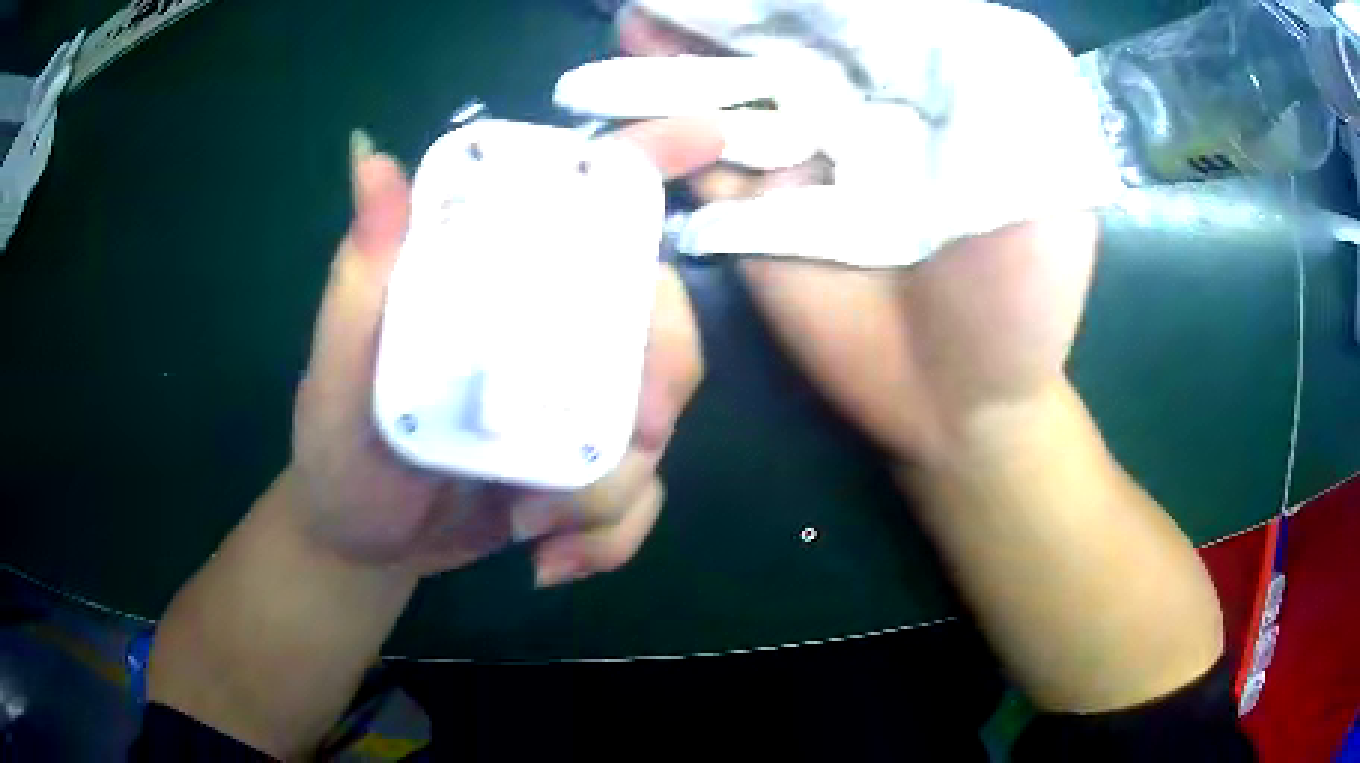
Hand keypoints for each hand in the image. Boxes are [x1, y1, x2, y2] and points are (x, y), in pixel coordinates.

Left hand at [291, 121, 722, 585]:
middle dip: (660, 377)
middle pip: (656, 318)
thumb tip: (372, 160)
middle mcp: (548, 330)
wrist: (364, 544)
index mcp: (493, 282)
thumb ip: (359, 277)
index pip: (578, 201)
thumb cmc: (339, 451)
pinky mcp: (586, 474)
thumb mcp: (335, 372)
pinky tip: (552, 561)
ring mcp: (575, 406)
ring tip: (534, 526)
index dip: (647, 158)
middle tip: (628, 432)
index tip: (707, 137)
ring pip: (659, 425)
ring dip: (614, 489)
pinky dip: (613, 538)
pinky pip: (643, 500)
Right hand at [617, 8, 1098, 465]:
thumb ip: (987, 80)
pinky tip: (628, 87)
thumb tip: (904, 9)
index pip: (857, 14)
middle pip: (787, 37)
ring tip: (640, 12)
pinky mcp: (751, 214)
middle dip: (735, 9)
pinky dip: (665, 118)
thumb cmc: (1019, 292)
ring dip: (686, 49)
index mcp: (926, 88)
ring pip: (734, 85)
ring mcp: (798, 159)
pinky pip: (700, 154)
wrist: (957, 399)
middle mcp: (857, 108)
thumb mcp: (1036, 172)